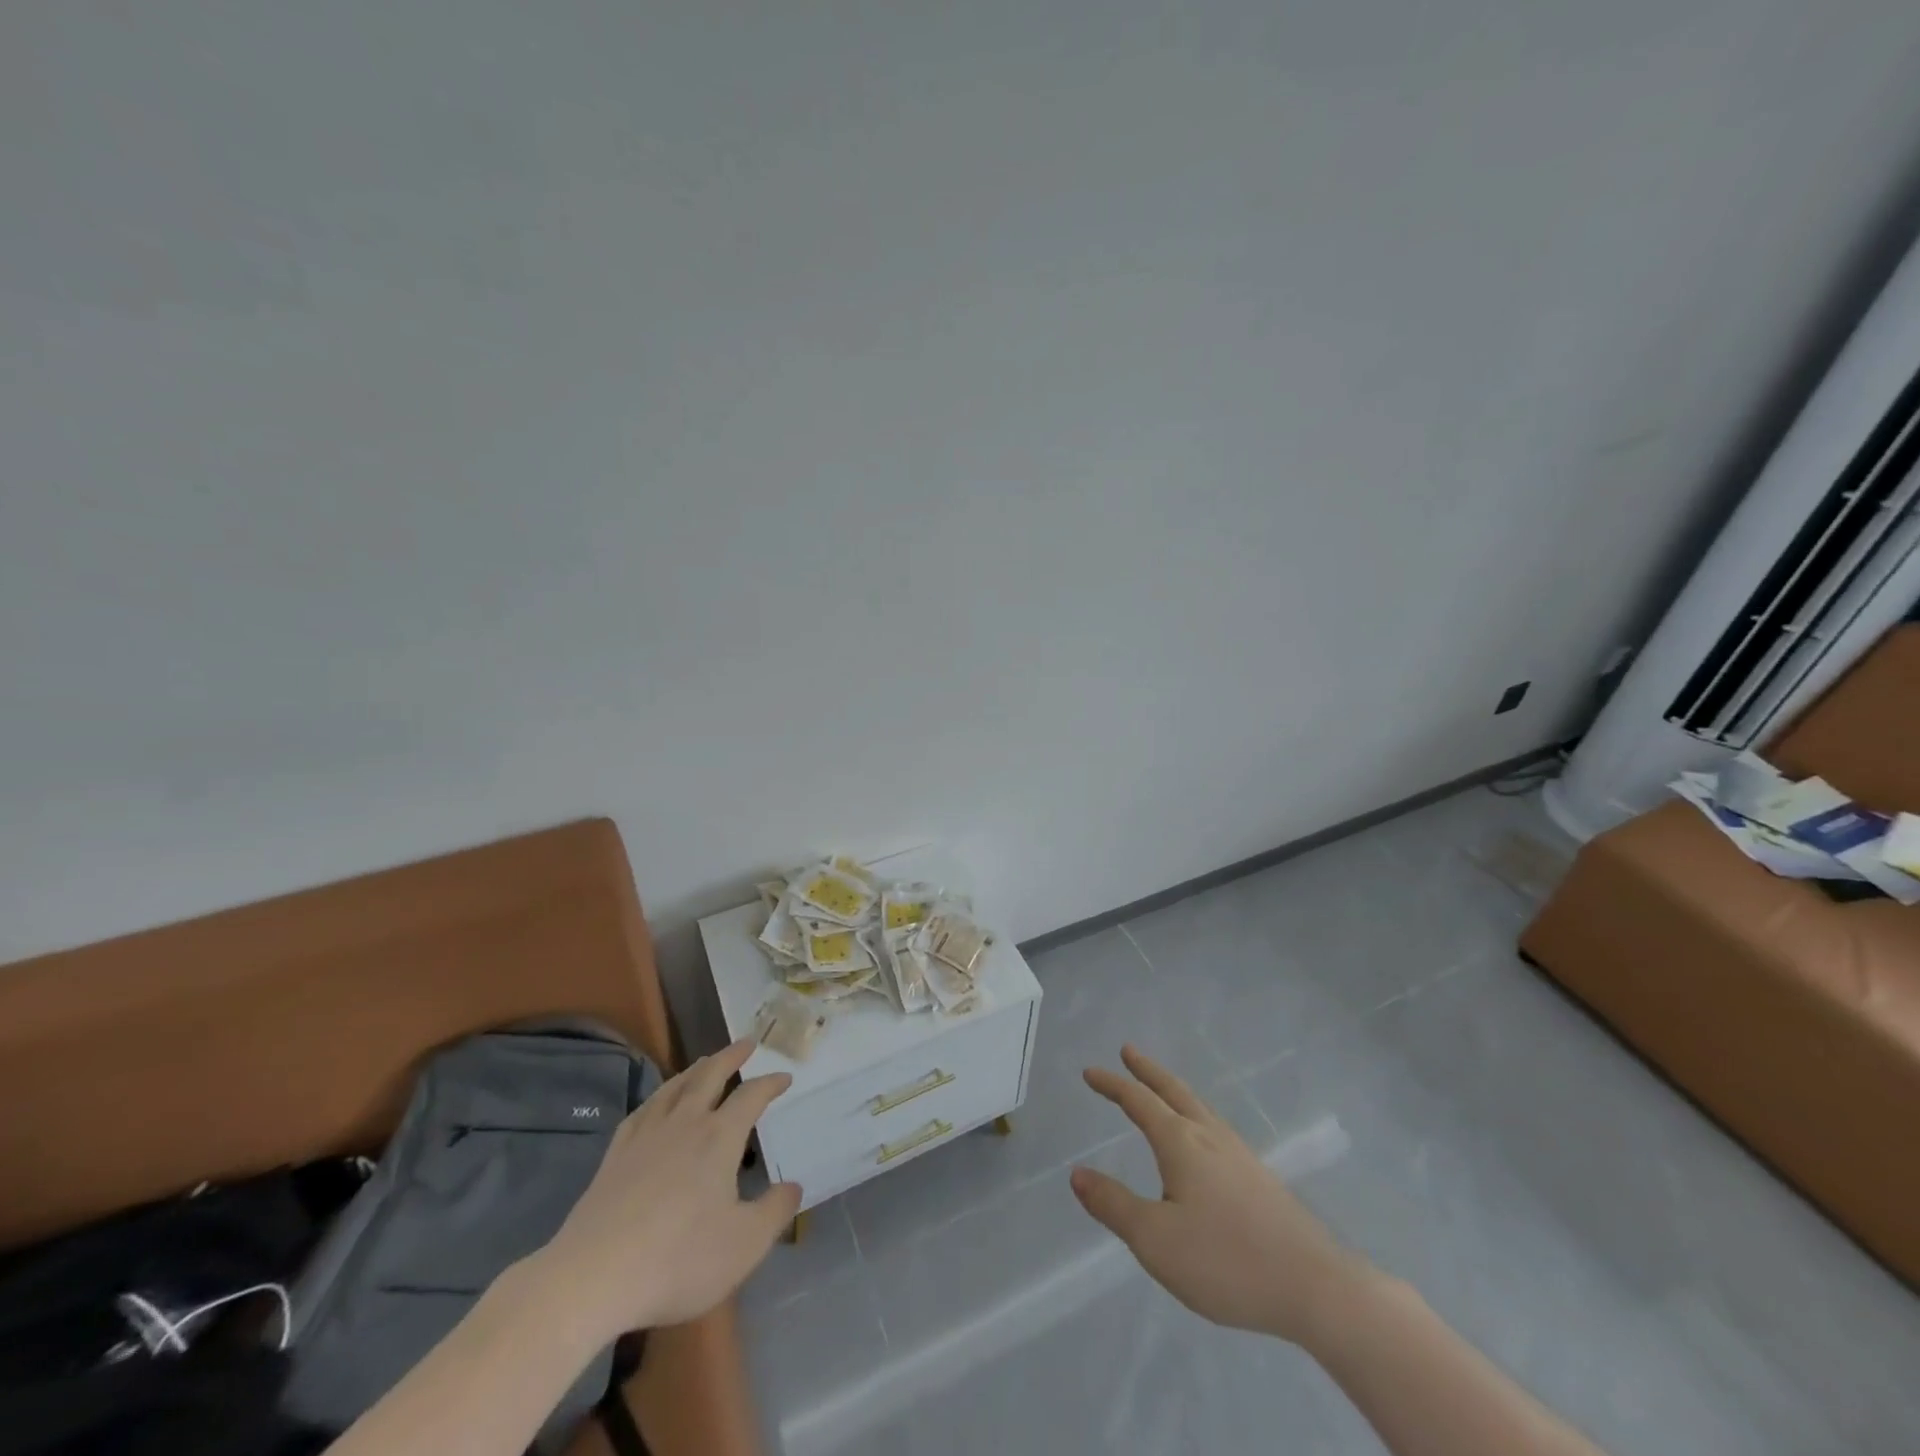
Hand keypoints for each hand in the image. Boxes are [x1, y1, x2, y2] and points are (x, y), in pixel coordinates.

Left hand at [532, 1038, 799, 1343]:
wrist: (593, 1277)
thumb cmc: (678, 1259)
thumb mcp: (745, 1244)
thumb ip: (775, 1211)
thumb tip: (793, 1186)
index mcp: (719, 1137)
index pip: (751, 1096)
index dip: (770, 1083)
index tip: (785, 1077)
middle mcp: (685, 1124)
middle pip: (710, 1075)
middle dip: (731, 1056)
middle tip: (746, 1042)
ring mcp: (645, 1136)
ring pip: (674, 1087)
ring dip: (695, 1069)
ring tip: (705, 1062)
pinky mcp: (615, 1156)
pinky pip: (641, 1112)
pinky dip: (657, 1098)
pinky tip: (657, 1103)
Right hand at [1070, 1045, 1364, 1344]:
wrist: (1314, 1287)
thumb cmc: (1226, 1260)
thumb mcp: (1155, 1239)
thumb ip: (1114, 1205)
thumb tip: (1077, 1173)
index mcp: (1181, 1142)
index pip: (1139, 1101)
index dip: (1113, 1085)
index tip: (1090, 1072)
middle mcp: (1209, 1136)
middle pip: (1174, 1091)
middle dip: (1147, 1070)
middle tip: (1128, 1050)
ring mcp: (1239, 1154)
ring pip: (1198, 1107)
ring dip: (1173, 1090)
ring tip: (1161, 1088)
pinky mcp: (1259, 1177)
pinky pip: (1215, 1127)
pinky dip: (1194, 1114)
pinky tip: (1202, 1138)